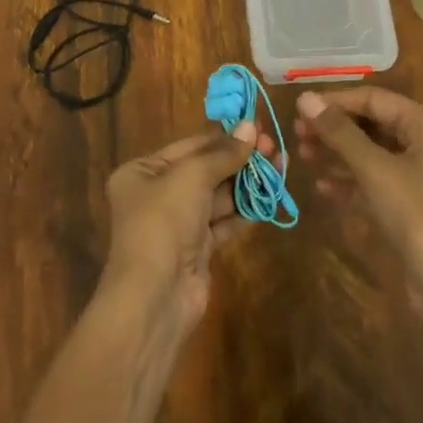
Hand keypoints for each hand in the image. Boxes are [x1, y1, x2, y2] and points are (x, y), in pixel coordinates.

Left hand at [102, 124, 280, 328]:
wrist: (155, 296)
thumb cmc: (164, 222)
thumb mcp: (192, 176)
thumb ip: (223, 153)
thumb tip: (250, 126)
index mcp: (142, 171)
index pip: (189, 146)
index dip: (224, 136)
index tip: (256, 126)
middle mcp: (156, 195)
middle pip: (205, 170)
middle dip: (239, 159)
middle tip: (274, 147)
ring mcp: (177, 224)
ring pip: (217, 196)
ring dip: (247, 184)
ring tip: (280, 167)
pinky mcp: (196, 250)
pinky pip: (223, 223)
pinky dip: (244, 211)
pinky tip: (269, 198)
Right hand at [294, 87, 422, 327]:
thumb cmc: (420, 218)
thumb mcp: (375, 171)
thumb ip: (339, 133)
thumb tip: (304, 99)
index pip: (375, 99)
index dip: (335, 101)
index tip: (299, 109)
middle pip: (373, 123)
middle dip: (335, 128)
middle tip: (297, 134)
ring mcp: (422, 174)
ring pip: (372, 151)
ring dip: (338, 153)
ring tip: (303, 156)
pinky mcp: (413, 202)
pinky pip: (377, 178)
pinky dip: (351, 180)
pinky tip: (322, 187)